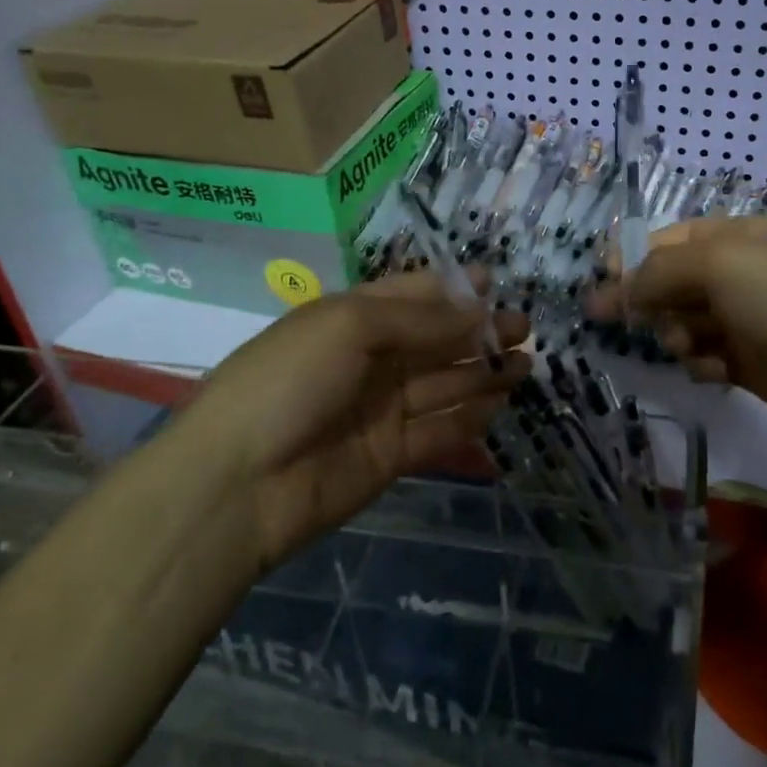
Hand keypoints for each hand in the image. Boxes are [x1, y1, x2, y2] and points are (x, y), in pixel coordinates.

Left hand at [154, 273, 528, 573]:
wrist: (239, 484)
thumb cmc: (290, 382)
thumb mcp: (349, 326)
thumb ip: (418, 319)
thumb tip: (476, 309)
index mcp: (349, 319)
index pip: (409, 295)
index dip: (450, 289)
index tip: (494, 282)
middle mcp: (368, 360)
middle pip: (434, 340)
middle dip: (478, 331)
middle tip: (524, 328)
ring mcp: (380, 409)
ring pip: (443, 384)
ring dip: (482, 372)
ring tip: (526, 364)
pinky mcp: (390, 455)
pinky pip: (438, 430)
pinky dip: (469, 418)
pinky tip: (500, 405)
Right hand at [588, 217, 766, 462]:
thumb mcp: (722, 265)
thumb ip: (661, 270)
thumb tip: (618, 287)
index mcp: (744, 237)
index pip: (674, 238)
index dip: (634, 255)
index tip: (600, 278)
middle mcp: (746, 273)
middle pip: (676, 281)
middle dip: (647, 298)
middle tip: (605, 317)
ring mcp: (751, 319)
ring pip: (687, 320)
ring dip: (677, 332)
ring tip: (685, 345)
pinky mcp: (753, 363)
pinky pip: (707, 355)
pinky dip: (702, 361)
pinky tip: (713, 370)